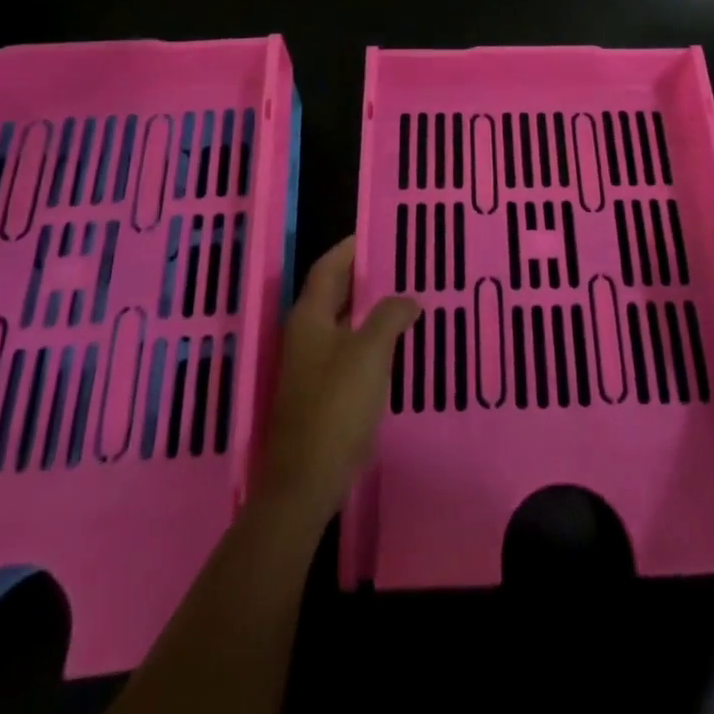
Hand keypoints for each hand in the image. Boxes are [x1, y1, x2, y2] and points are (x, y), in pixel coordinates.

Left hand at [255, 236, 418, 522]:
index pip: (327, 268)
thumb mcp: (369, 353)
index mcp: (310, 317)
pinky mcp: (320, 392)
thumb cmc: (336, 407)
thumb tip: (408, 298)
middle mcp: (306, 335)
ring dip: (368, 308)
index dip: (349, 248)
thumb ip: (390, 317)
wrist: (306, 481)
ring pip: (342, 323)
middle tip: (399, 262)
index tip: (376, 232)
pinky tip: (394, 344)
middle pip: (333, 293)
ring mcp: (311, 366)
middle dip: (362, 276)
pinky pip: (347, 350)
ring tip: (404, 296)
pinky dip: (368, 337)